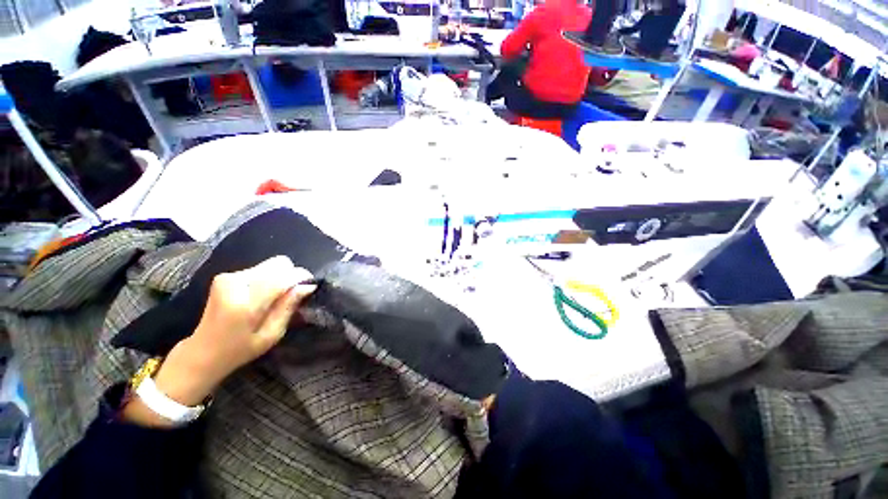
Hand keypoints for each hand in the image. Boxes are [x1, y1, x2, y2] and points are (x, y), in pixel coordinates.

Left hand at [124, 256, 315, 426]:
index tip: (309, 287)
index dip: (301, 278)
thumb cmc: (240, 350)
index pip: (283, 277)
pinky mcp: (225, 276)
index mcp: (245, 304)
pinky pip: (260, 269)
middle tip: (288, 296)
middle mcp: (235, 283)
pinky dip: (267, 279)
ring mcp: (228, 277)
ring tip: (272, 299)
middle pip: (279, 264)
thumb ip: (288, 307)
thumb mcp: (271, 335)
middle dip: (289, 276)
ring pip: (271, 265)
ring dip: (278, 279)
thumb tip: (308, 286)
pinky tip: (261, 296)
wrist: (202, 352)